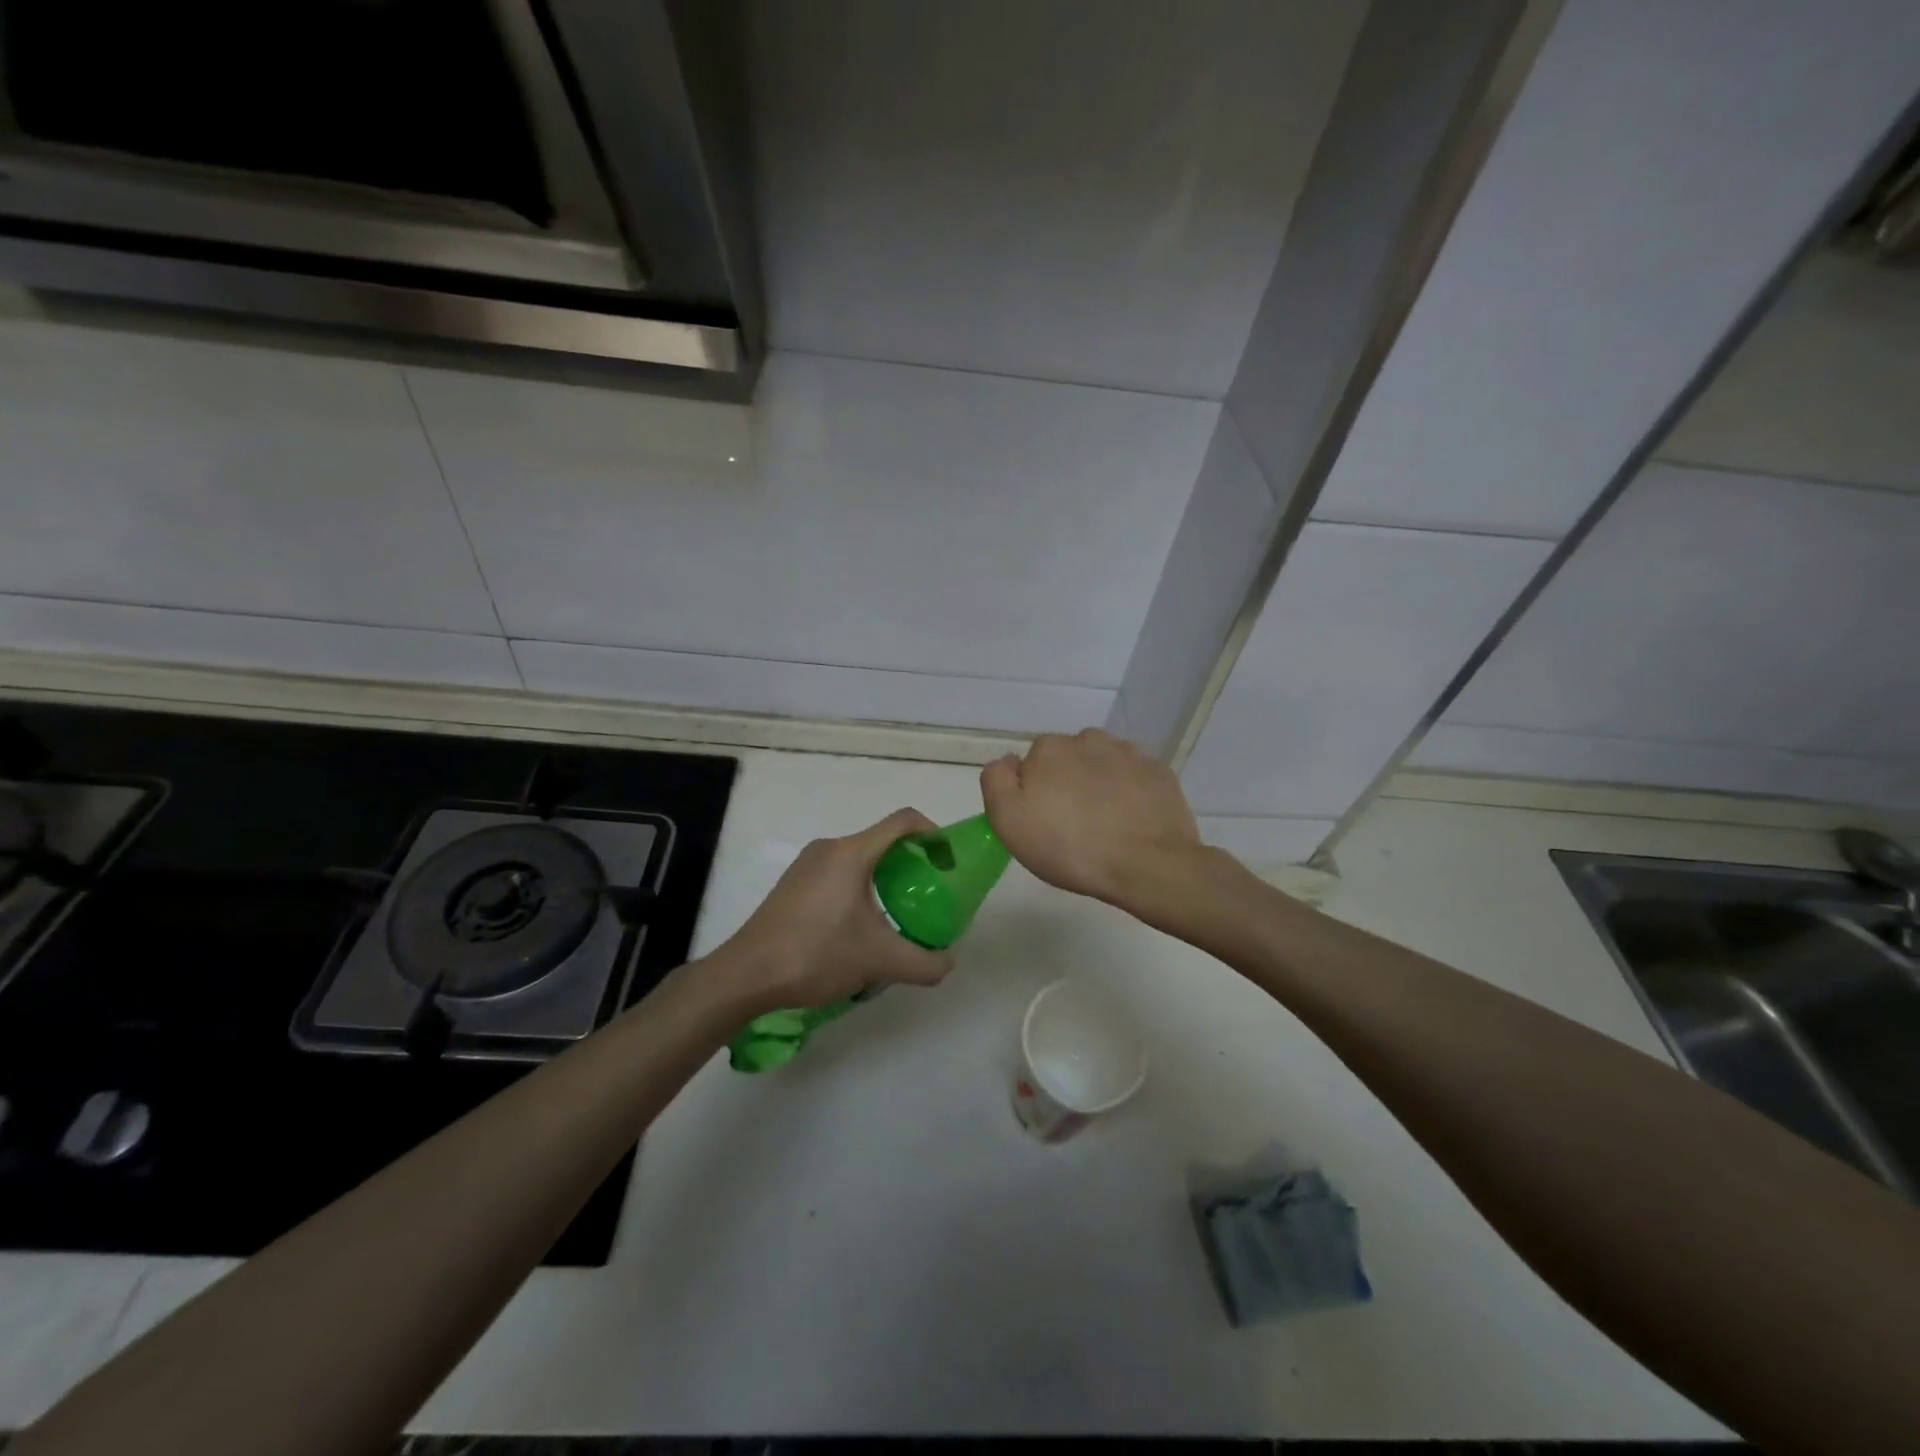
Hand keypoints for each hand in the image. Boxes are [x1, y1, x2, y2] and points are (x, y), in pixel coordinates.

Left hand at [714, 808, 957, 1013]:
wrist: (747, 974)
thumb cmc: (816, 954)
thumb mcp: (879, 961)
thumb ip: (924, 963)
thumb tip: (947, 963)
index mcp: (852, 853)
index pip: (904, 821)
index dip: (933, 833)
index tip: (947, 862)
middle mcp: (829, 848)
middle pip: (881, 841)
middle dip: (910, 863)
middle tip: (927, 895)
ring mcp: (806, 865)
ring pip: (858, 860)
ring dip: (883, 880)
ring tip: (895, 917)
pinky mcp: (792, 885)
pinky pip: (837, 874)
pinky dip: (858, 890)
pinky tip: (857, 929)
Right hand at [981, 729, 1203, 907]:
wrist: (1148, 865)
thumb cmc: (1070, 848)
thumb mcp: (1009, 822)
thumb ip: (997, 782)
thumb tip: (1009, 762)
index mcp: (1048, 749)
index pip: (1031, 764)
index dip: (1033, 793)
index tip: (1042, 822)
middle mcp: (1087, 739)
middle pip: (1067, 760)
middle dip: (1066, 784)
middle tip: (1072, 826)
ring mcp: (1128, 753)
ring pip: (1101, 764)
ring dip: (1098, 784)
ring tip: (1104, 824)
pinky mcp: (1158, 771)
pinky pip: (1133, 777)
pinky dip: (1129, 792)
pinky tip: (1130, 820)